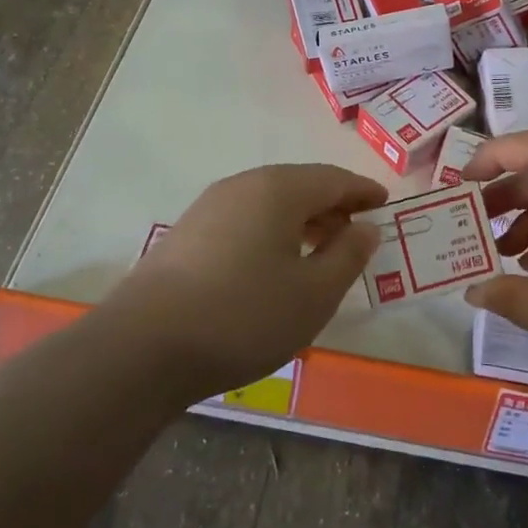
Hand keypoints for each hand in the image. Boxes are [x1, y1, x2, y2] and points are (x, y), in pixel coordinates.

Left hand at [114, 164, 387, 400]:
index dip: (363, 191)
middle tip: (356, 232)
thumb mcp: (314, 294)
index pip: (333, 179)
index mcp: (279, 190)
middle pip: (300, 185)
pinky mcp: (186, 234)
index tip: (385, 203)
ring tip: (320, 250)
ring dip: (301, 219)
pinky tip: (273, 264)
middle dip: (333, 205)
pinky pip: (244, 219)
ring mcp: (208, 207)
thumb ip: (348, 256)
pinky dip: (271, 231)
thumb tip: (366, 228)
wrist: (143, 347)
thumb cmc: (244, 316)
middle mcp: (243, 186)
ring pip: (269, 202)